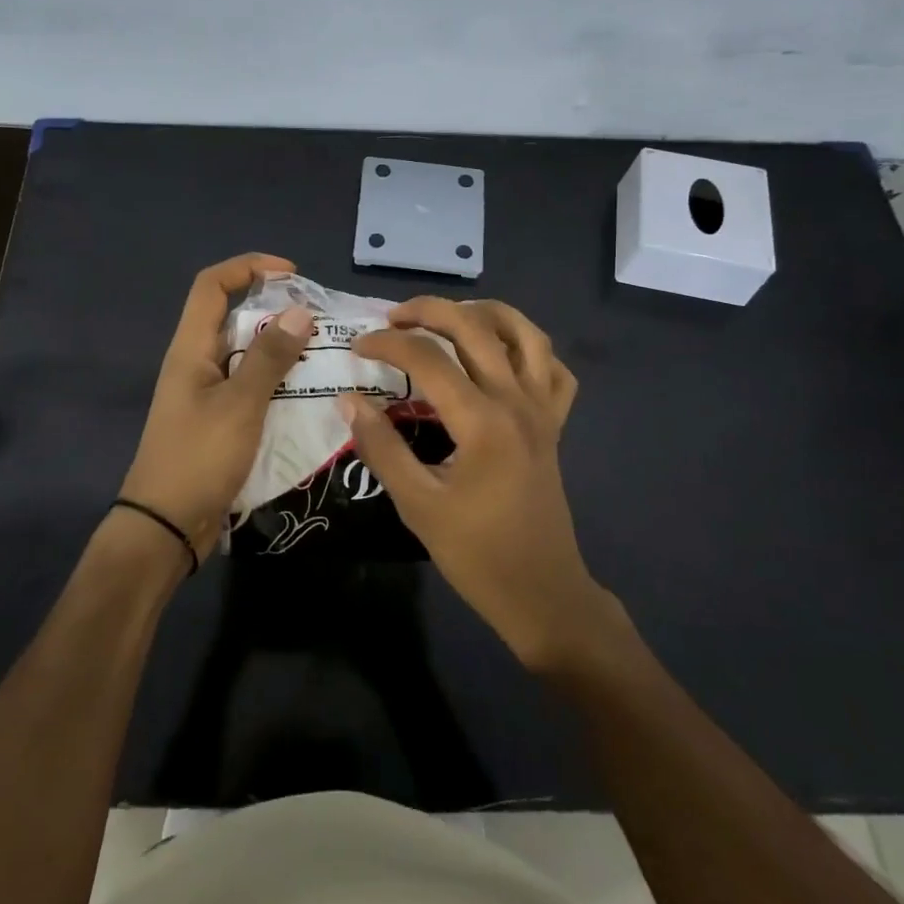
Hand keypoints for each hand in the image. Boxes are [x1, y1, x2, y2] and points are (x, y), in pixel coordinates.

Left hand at [118, 253, 314, 559]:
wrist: (167, 527)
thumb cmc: (198, 458)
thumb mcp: (240, 405)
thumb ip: (269, 358)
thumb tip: (299, 312)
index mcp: (191, 349)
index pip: (211, 285)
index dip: (247, 267)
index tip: (291, 274)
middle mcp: (196, 363)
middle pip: (232, 316)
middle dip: (274, 309)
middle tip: (318, 320)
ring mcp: (206, 393)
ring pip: (246, 354)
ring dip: (280, 348)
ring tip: (323, 354)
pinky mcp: (219, 421)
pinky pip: (251, 387)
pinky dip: (277, 382)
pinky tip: (309, 394)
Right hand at [343, 297, 610, 669]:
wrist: (542, 593)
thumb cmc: (476, 553)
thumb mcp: (417, 504)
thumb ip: (381, 447)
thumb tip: (349, 400)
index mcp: (482, 421)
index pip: (428, 358)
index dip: (388, 344)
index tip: (358, 348)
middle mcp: (517, 401)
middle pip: (476, 328)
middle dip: (430, 310)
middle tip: (394, 317)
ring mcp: (542, 410)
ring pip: (526, 334)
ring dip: (487, 313)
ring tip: (450, 317)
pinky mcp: (554, 424)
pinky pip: (554, 369)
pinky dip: (531, 349)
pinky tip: (503, 355)